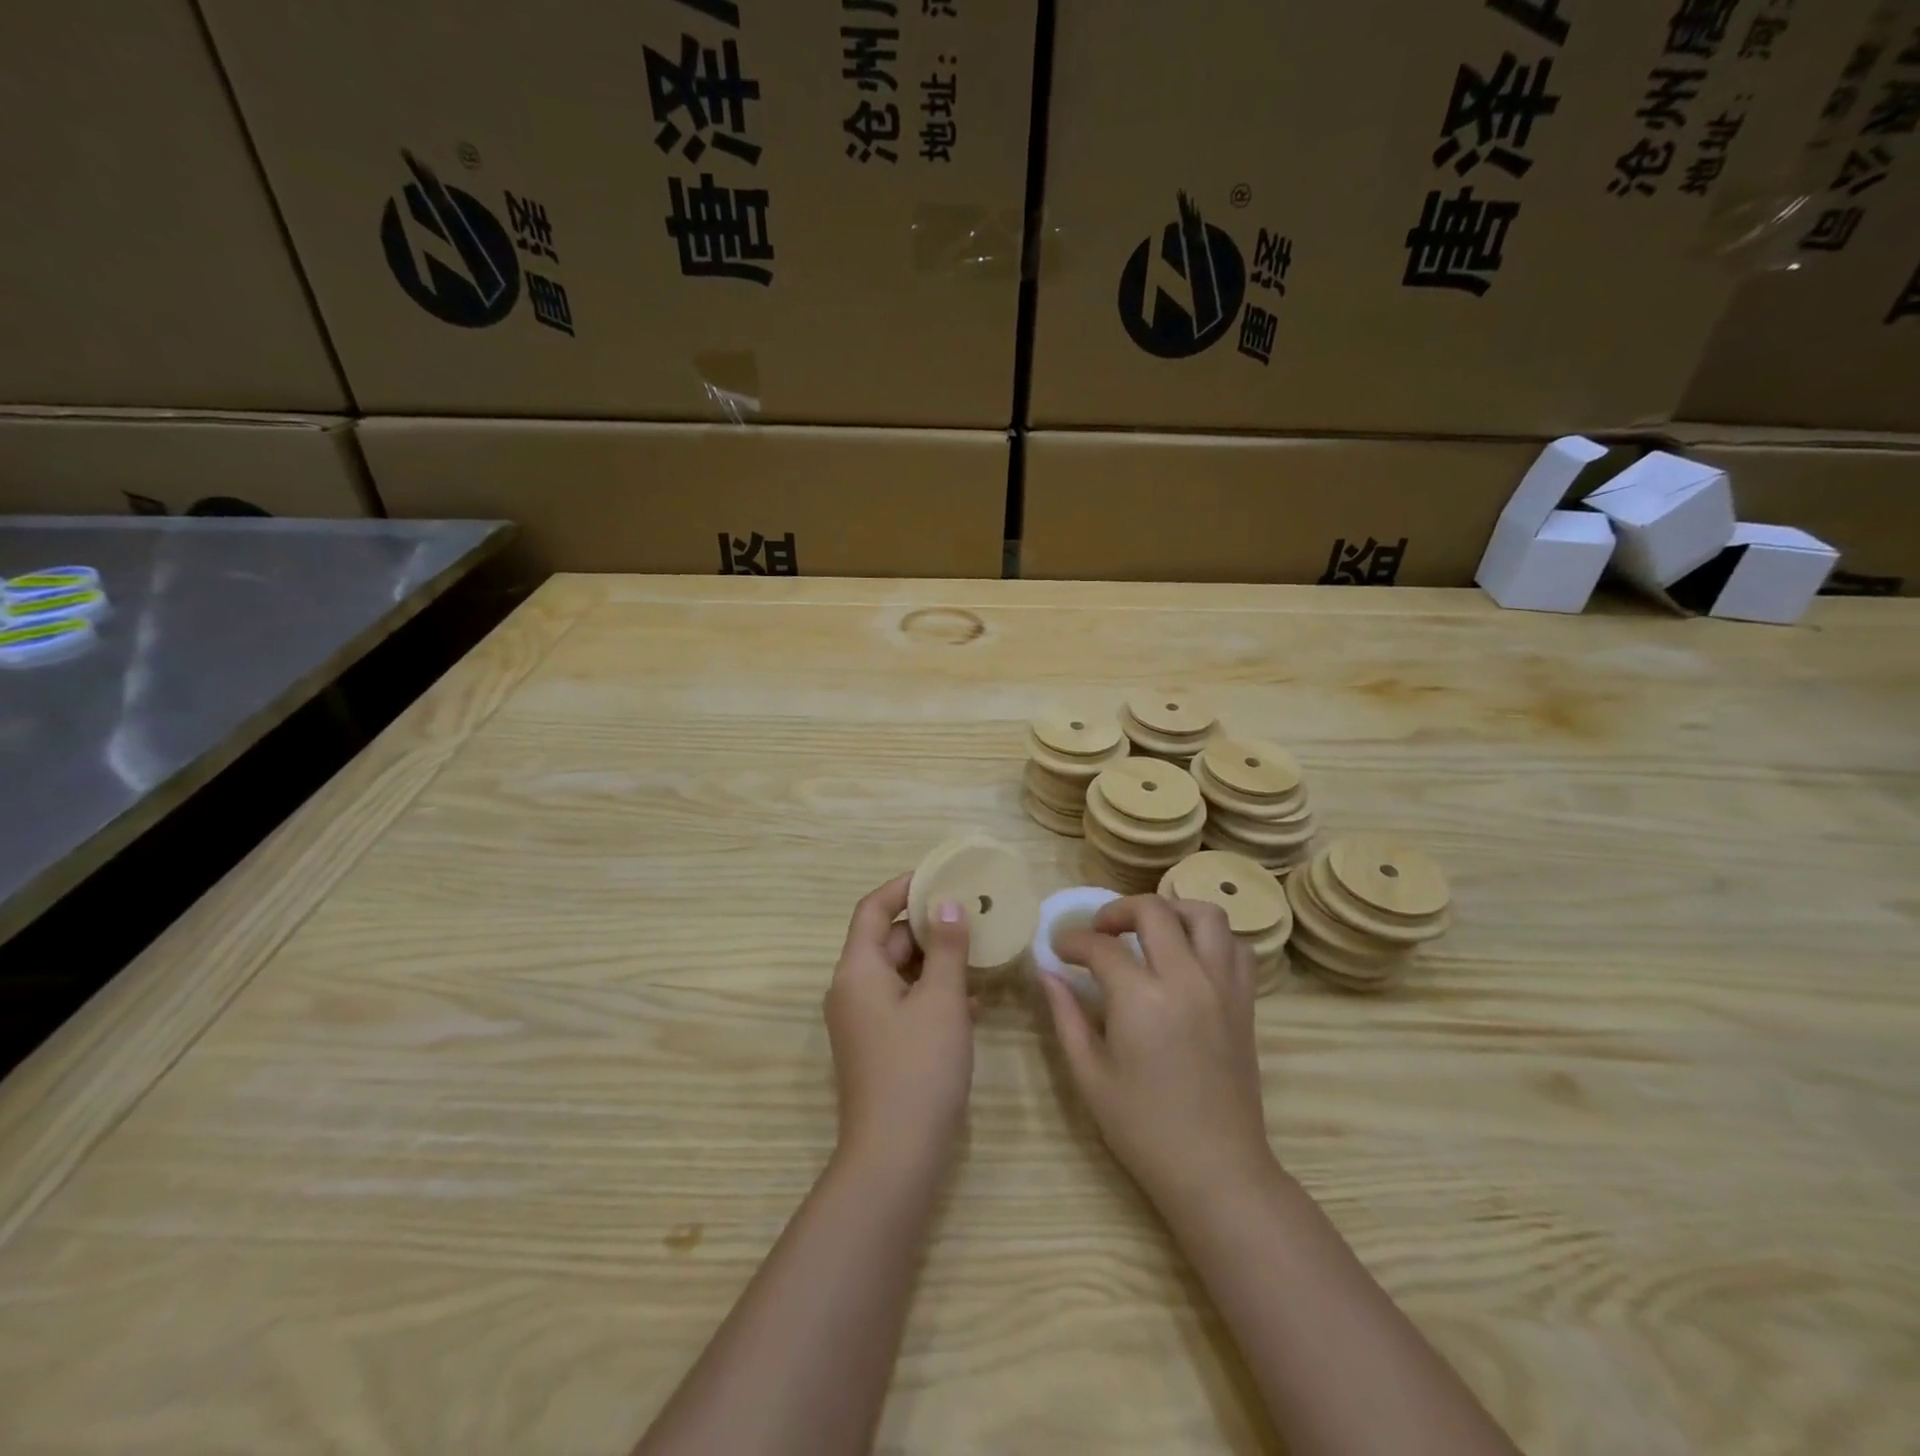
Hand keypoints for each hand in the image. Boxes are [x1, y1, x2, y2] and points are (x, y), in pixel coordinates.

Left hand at [823, 874, 974, 1175]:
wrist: (895, 1157)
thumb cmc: (919, 1067)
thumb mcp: (942, 1000)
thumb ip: (947, 947)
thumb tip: (948, 903)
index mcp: (857, 970)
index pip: (873, 909)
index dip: (903, 888)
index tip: (940, 876)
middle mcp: (853, 990)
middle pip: (888, 940)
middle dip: (928, 926)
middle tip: (972, 913)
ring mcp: (864, 1021)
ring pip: (900, 973)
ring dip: (936, 961)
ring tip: (978, 951)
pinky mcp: (879, 1047)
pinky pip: (905, 1003)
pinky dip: (933, 994)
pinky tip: (972, 1001)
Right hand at [1045, 897, 1274, 1210]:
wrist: (1217, 1170)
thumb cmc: (1143, 1129)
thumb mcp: (1089, 1075)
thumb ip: (1066, 1016)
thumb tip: (1047, 973)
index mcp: (1141, 999)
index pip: (1101, 946)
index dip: (1072, 941)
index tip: (1059, 949)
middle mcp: (1186, 979)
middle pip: (1153, 911)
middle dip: (1117, 910)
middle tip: (1098, 931)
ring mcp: (1222, 987)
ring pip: (1204, 915)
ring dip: (1171, 910)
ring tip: (1148, 930)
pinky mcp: (1245, 1002)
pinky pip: (1235, 946)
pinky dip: (1211, 937)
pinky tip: (1188, 955)